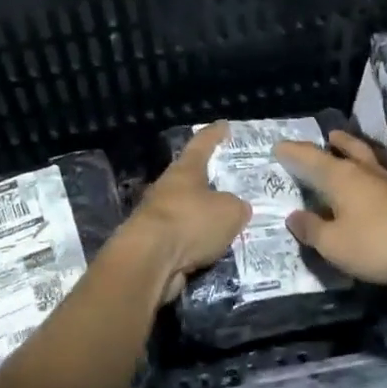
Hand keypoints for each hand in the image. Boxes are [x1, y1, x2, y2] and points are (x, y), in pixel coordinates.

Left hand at [122, 121, 250, 303]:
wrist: (149, 262)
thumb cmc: (190, 222)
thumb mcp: (229, 212)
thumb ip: (237, 206)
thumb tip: (237, 208)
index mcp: (185, 170)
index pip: (202, 144)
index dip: (215, 134)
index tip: (224, 125)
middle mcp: (168, 188)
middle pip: (191, 178)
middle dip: (209, 180)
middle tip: (231, 183)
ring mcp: (157, 216)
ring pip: (186, 210)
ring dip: (203, 216)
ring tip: (227, 222)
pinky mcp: (153, 244)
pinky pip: (182, 237)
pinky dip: (196, 241)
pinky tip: (212, 248)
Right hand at [273, 131, 386, 285]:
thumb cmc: (377, 242)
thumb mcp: (334, 244)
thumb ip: (312, 229)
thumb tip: (293, 216)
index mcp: (340, 176)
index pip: (310, 158)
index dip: (293, 152)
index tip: (278, 146)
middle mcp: (363, 171)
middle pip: (347, 148)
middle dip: (334, 142)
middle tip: (327, 136)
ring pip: (367, 159)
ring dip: (355, 153)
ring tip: (347, 153)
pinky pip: (379, 177)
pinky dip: (369, 176)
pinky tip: (369, 188)